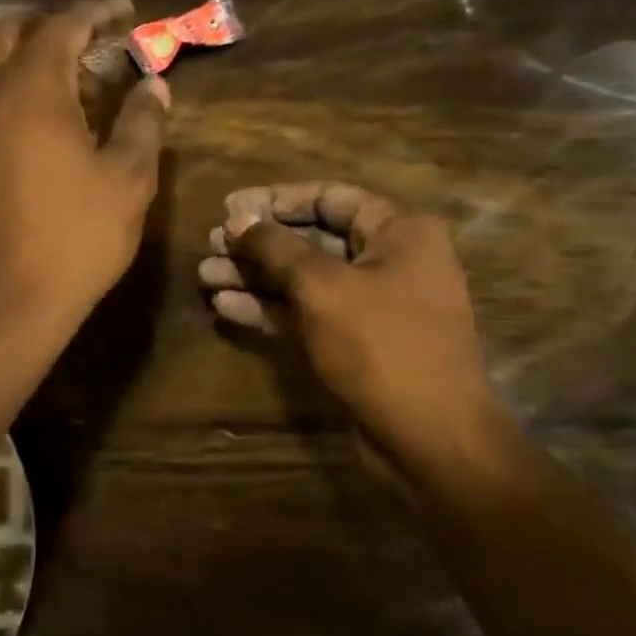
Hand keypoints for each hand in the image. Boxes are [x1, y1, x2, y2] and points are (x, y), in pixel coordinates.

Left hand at [0, 0, 169, 326]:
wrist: (9, 298)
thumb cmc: (77, 235)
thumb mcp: (128, 177)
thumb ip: (143, 122)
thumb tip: (153, 84)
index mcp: (32, 88)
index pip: (64, 24)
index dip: (98, 12)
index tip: (128, 12)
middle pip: (17, 33)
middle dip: (60, 28)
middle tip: (101, 46)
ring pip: (0, 67)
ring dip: (40, 62)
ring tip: (87, 88)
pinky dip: (24, 91)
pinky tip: (59, 125)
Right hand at [199, 182, 499, 443]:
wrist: (430, 438)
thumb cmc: (381, 345)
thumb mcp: (322, 287)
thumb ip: (276, 247)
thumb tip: (237, 218)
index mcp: (398, 231)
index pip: (329, 197)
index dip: (276, 200)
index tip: (230, 207)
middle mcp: (389, 261)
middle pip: (312, 239)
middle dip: (258, 243)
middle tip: (211, 244)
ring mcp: (372, 305)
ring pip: (304, 280)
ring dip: (255, 276)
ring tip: (205, 274)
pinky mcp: (356, 343)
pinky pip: (308, 314)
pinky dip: (270, 308)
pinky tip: (225, 306)